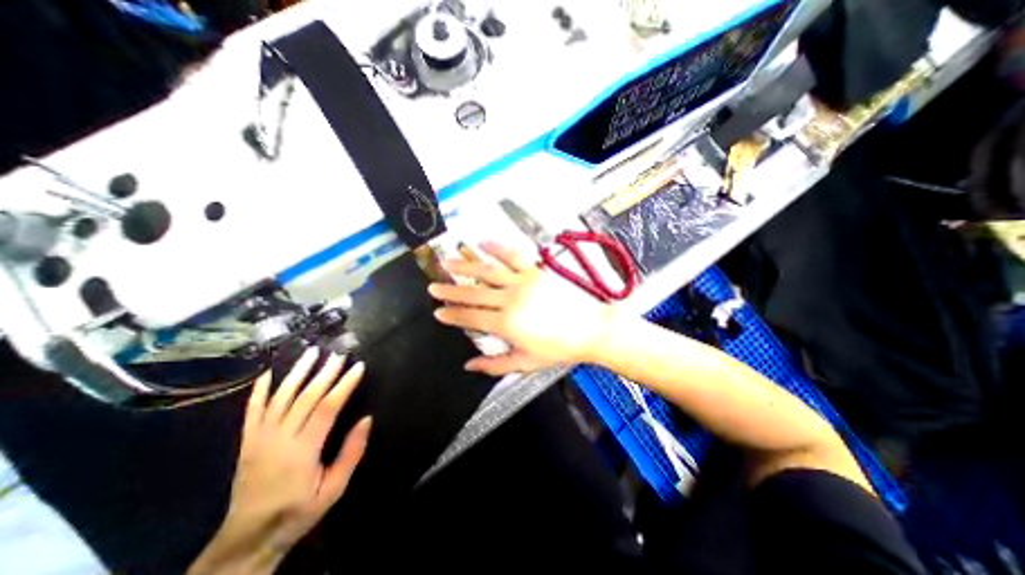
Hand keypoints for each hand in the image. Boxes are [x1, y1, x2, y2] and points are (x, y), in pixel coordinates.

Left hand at [186, 351, 373, 574]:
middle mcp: (278, 439)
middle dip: (325, 373)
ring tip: (312, 352)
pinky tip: (270, 372)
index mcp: (302, 451)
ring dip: (298, 372)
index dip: (344, 385)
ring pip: (280, 397)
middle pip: (305, 397)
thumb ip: (351, 453)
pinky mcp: (247, 441)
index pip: (327, 408)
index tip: (358, 367)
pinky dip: (261, 389)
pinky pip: (252, 410)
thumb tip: (367, 419)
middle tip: (339, 354)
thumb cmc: (298, 511)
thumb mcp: (334, 489)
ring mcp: (259, 438)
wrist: (248, 538)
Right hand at [427, 242, 611, 377]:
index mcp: (506, 324)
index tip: (437, 311)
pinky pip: (514, 255)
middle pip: (473, 293)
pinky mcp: (536, 271)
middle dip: (450, 290)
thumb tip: (468, 365)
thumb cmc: (558, 349)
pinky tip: (483, 243)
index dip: (452, 315)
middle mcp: (510, 299)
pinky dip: (497, 247)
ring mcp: (523, 281)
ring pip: (488, 271)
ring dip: (465, 265)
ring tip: (447, 261)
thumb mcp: (526, 363)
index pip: (470, 317)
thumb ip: (495, 365)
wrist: (590, 329)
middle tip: (433, 286)